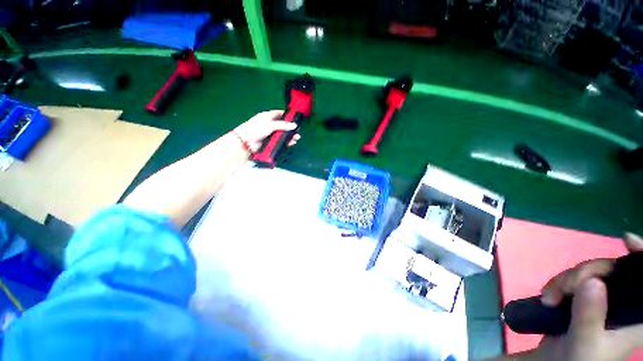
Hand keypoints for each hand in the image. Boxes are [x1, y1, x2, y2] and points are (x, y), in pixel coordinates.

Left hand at [234, 110, 300, 152]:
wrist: (245, 142)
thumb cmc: (255, 129)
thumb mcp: (269, 125)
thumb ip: (282, 125)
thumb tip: (294, 125)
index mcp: (268, 117)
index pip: (279, 114)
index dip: (287, 116)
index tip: (295, 118)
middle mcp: (270, 125)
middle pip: (283, 126)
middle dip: (291, 129)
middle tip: (297, 132)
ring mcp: (271, 134)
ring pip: (283, 134)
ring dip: (290, 136)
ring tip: (296, 138)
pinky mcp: (271, 142)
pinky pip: (281, 142)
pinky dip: (286, 142)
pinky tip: (291, 143)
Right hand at [521, 233, 642, 360]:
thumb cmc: (578, 360)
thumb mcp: (584, 342)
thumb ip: (590, 315)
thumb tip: (592, 281)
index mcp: (635, 317)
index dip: (642, 255)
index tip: (625, 240)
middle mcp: (624, 303)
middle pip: (614, 270)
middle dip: (587, 271)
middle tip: (567, 287)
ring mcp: (603, 300)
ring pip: (591, 272)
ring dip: (567, 278)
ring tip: (551, 296)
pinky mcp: (586, 298)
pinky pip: (576, 279)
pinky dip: (560, 282)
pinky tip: (550, 295)